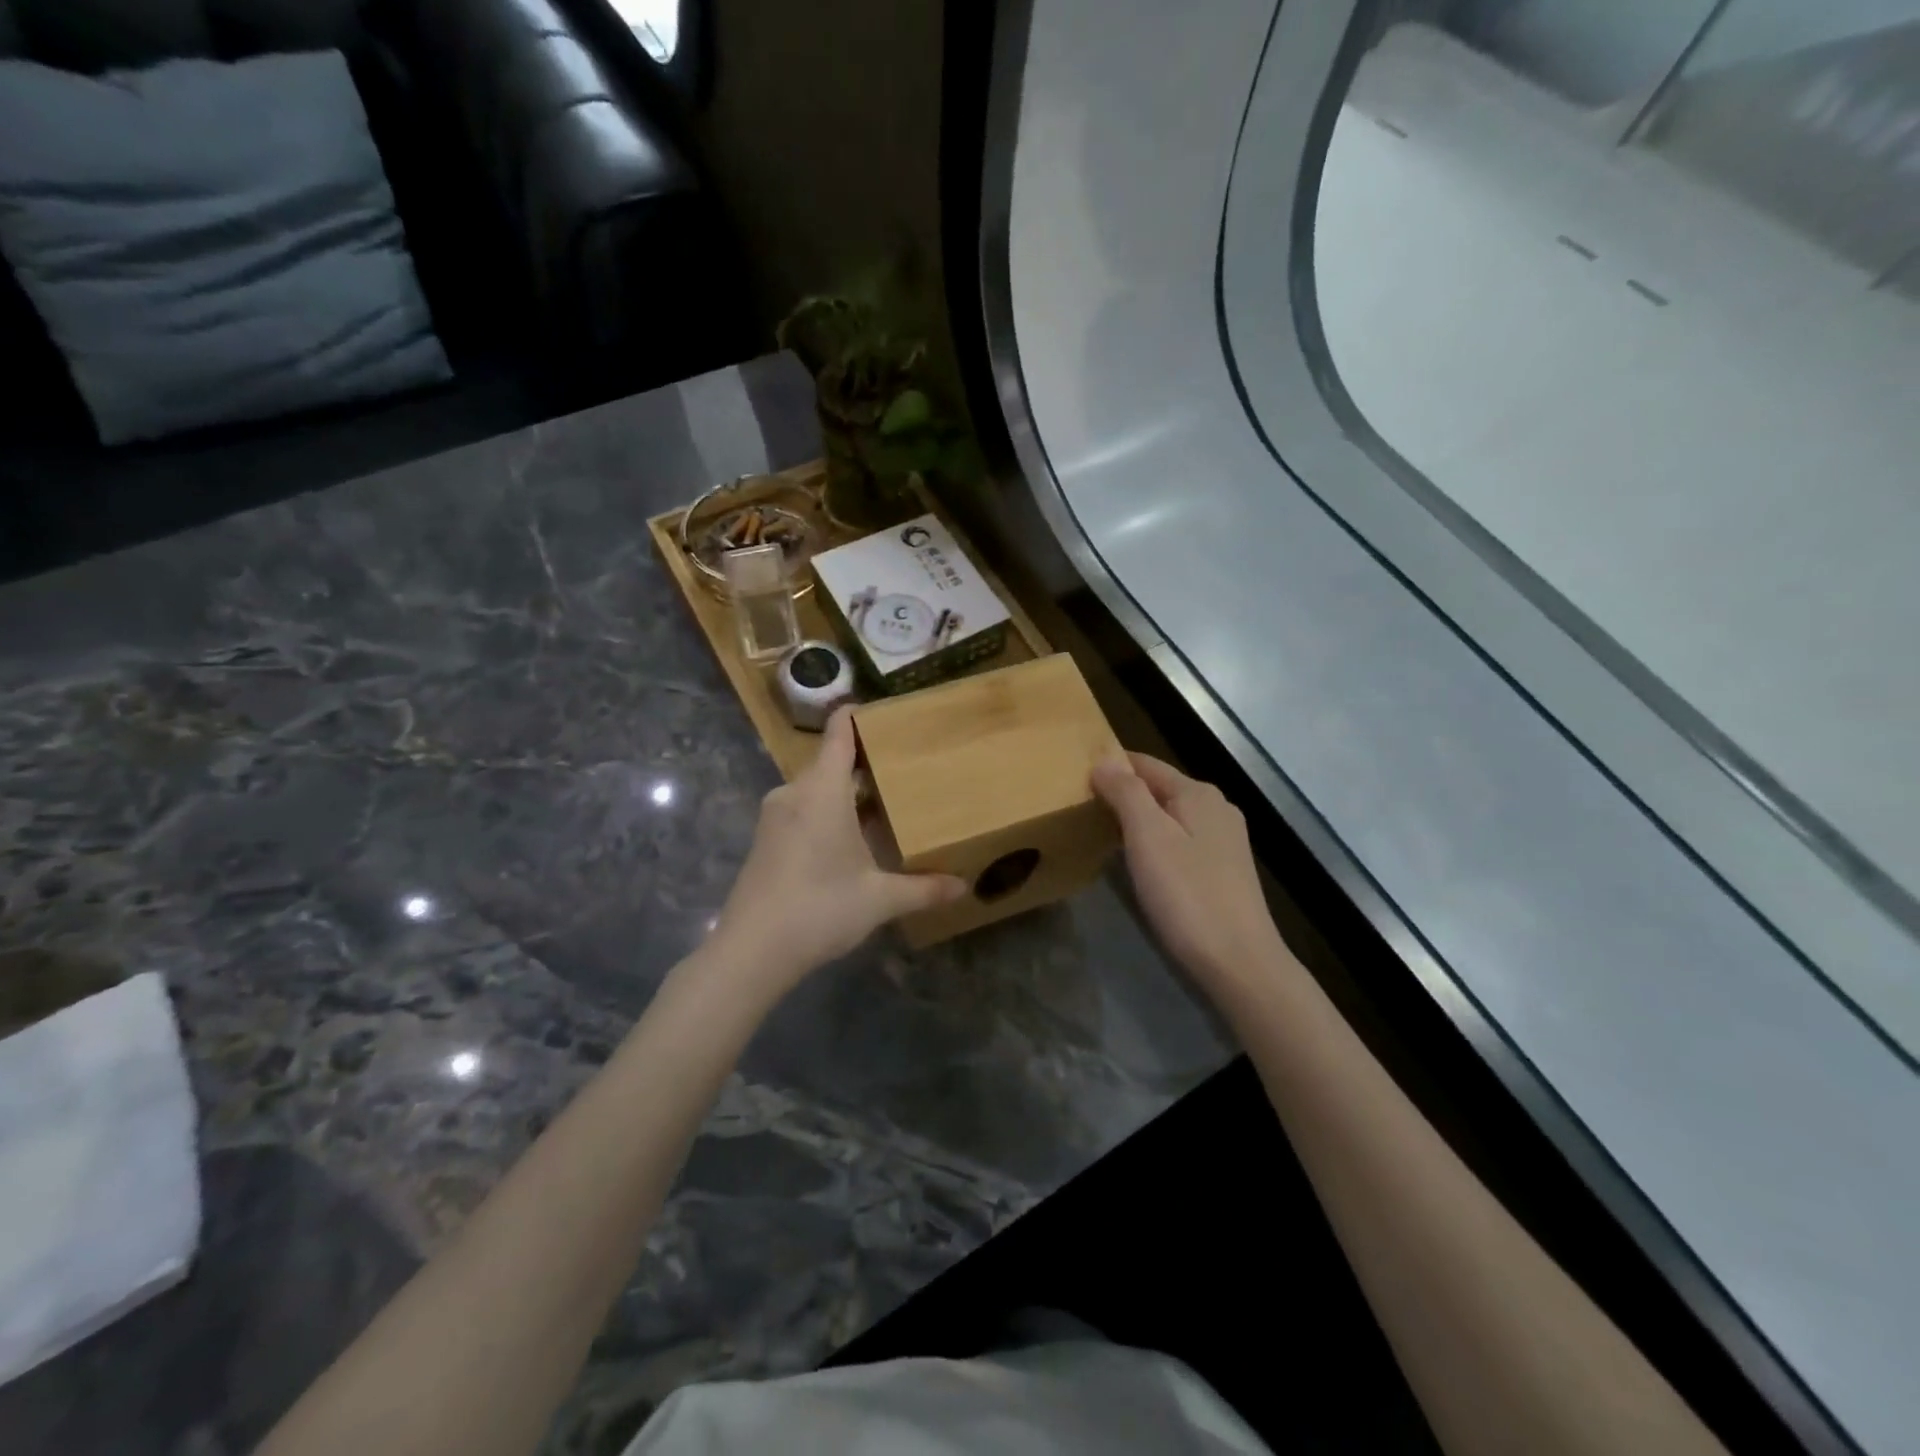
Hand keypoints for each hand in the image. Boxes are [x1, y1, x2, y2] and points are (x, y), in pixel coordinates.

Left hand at [710, 709, 965, 1000]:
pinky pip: (802, 808)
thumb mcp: (879, 899)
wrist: (751, 951)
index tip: (884, 712)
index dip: (858, 716)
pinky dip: (827, 810)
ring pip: (816, 788)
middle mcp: (795, 792)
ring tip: (883, 802)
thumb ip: (923, 888)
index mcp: (823, 790)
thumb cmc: (819, 909)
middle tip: (903, 767)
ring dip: (845, 791)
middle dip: (864, 761)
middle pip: (830, 761)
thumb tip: (963, 886)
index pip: (839, 734)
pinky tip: (849, 837)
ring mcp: (775, 816)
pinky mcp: (765, 839)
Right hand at [1092, 752, 1281, 988]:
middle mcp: (1216, 808)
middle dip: (1122, 792)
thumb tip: (1104, 761)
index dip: (1110, 765)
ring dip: (1136, 818)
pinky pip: (1179, 840)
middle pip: (1158, 788)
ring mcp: (1223, 840)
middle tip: (1080, 804)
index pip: (1145, 764)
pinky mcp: (1222, 869)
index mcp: (1198, 793)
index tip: (1074, 774)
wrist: (1239, 962)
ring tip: (1099, 829)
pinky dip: (1154, 841)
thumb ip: (1126, 793)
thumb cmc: (1187, 894)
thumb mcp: (1148, 837)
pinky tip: (1136, 859)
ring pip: (1169, 815)